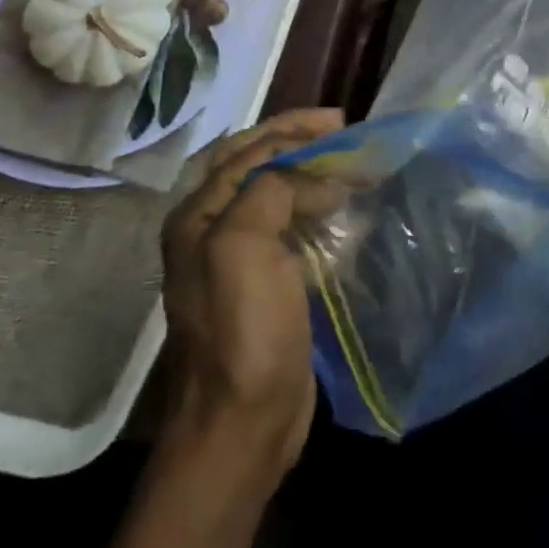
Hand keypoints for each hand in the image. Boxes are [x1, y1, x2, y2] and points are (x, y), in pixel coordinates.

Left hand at [159, 107, 343, 489]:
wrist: (242, 421)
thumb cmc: (242, 331)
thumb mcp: (244, 248)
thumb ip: (270, 191)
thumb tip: (314, 176)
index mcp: (198, 216)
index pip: (248, 151)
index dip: (294, 131)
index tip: (344, 126)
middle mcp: (211, 231)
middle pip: (255, 164)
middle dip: (297, 140)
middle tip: (344, 131)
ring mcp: (239, 260)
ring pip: (276, 195)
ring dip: (311, 173)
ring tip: (350, 167)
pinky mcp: (266, 285)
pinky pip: (292, 229)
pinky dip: (317, 210)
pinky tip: (344, 214)